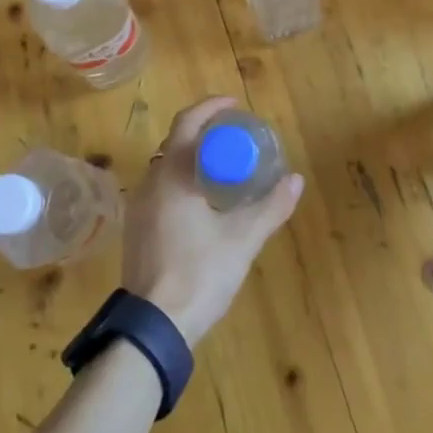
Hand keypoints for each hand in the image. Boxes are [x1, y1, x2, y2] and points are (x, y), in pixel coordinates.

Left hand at [121, 97, 304, 346]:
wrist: (153, 327)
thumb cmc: (199, 274)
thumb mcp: (242, 240)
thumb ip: (270, 208)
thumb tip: (296, 180)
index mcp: (172, 175)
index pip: (187, 123)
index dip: (210, 108)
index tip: (234, 106)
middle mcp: (149, 182)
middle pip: (176, 142)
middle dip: (204, 133)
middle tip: (235, 137)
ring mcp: (138, 207)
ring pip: (167, 167)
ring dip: (193, 158)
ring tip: (224, 167)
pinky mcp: (136, 229)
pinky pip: (160, 189)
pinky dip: (182, 181)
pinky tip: (203, 201)